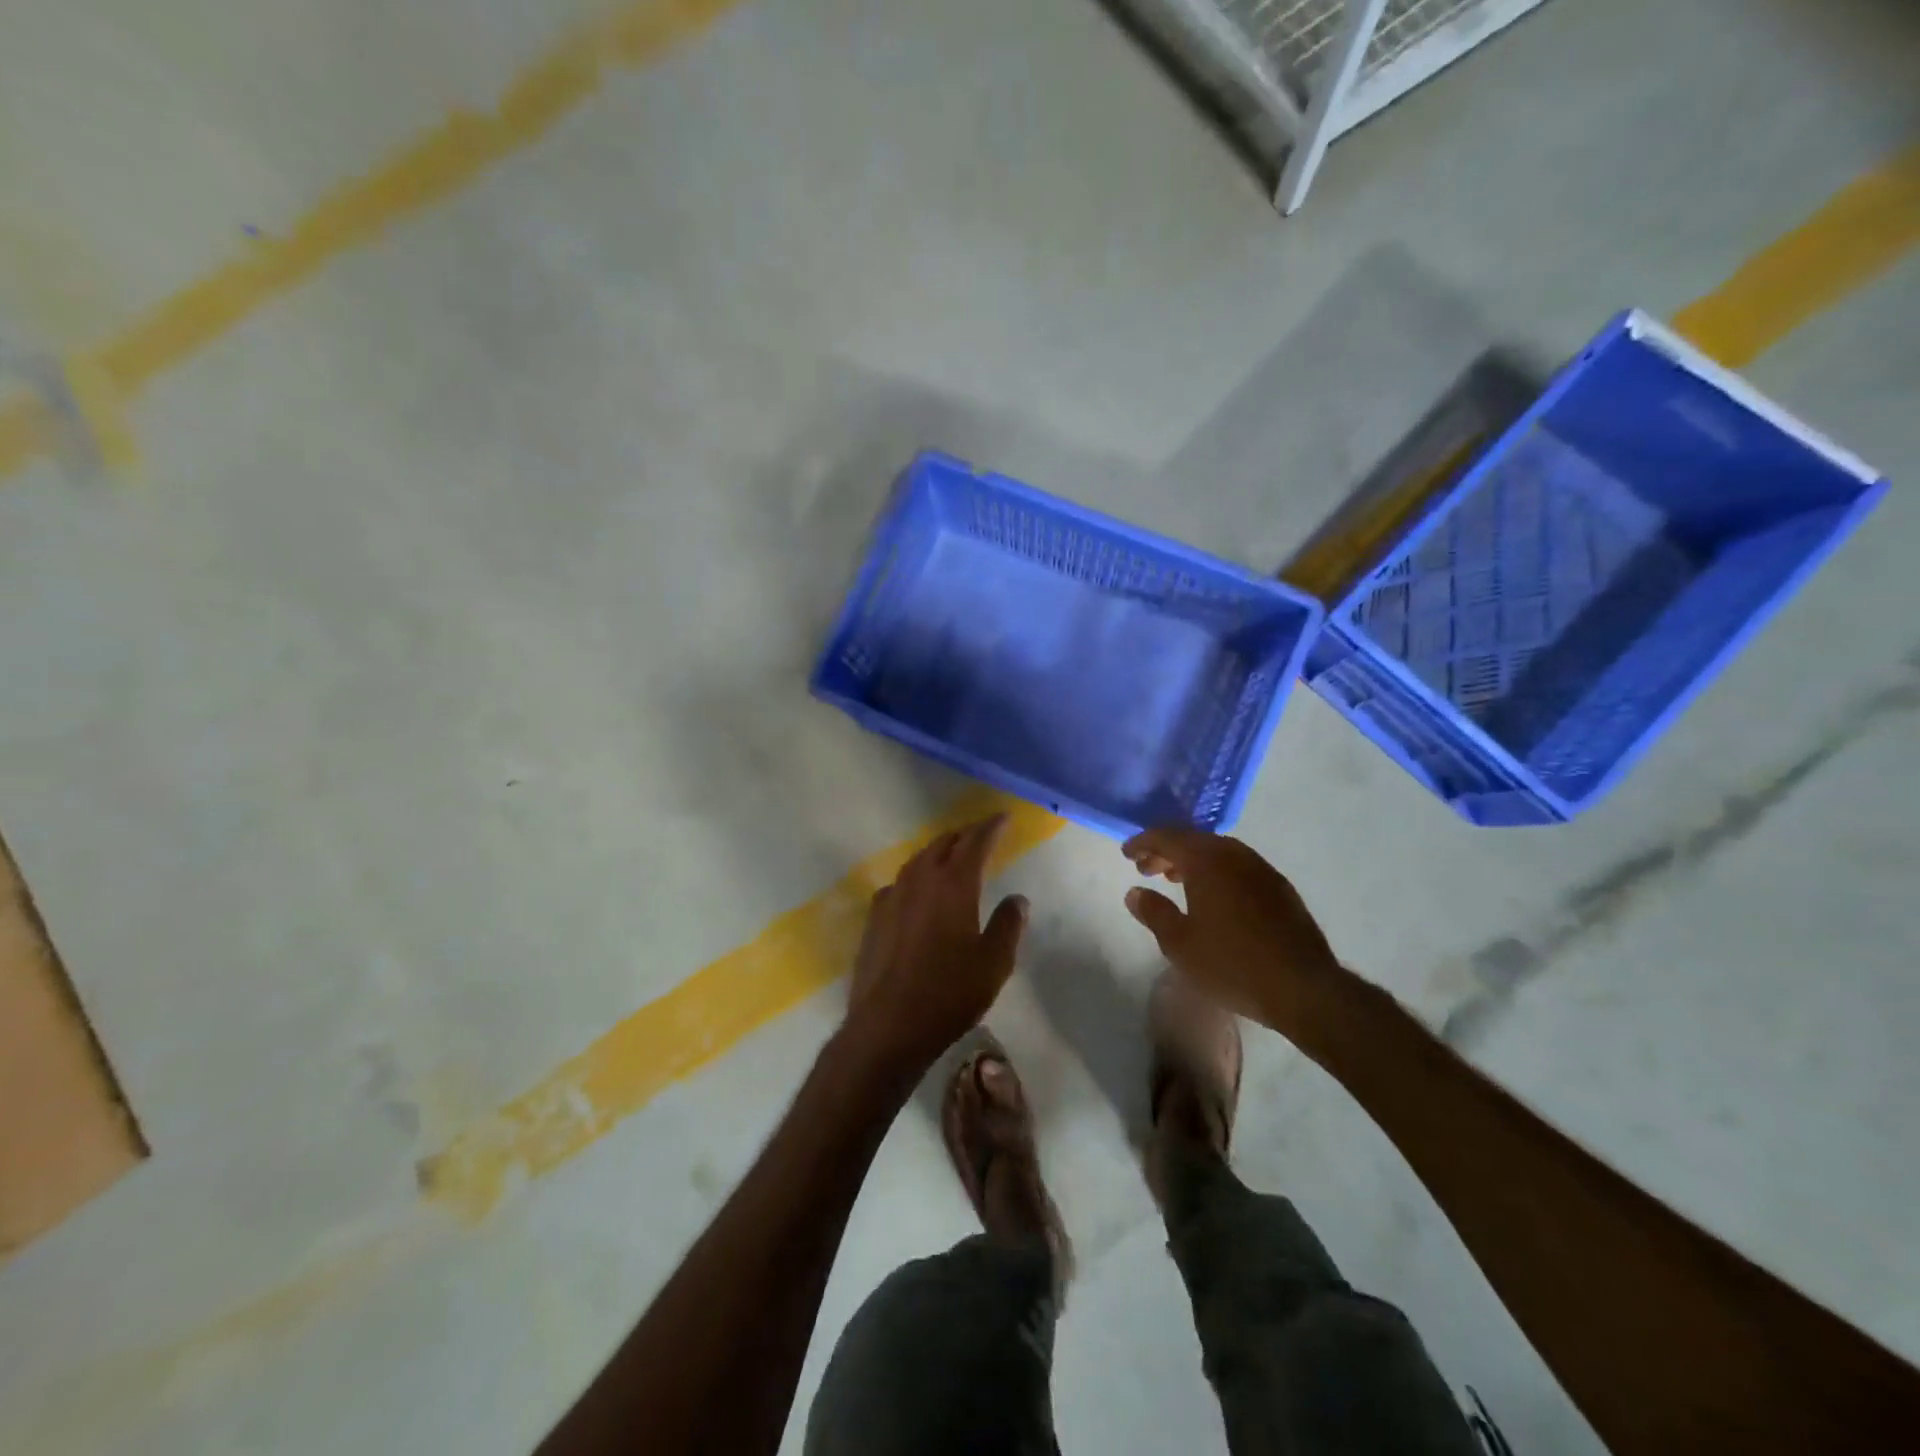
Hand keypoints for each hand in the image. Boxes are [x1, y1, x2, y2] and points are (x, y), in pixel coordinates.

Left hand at [842, 814, 1028, 1077]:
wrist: (888, 1025)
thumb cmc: (949, 993)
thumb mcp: (994, 963)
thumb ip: (1008, 925)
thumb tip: (1017, 899)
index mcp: (954, 885)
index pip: (975, 842)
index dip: (990, 827)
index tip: (1003, 817)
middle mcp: (920, 880)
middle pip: (944, 844)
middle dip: (964, 835)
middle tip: (981, 834)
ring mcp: (892, 896)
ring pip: (918, 860)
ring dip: (938, 851)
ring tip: (952, 854)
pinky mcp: (875, 917)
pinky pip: (900, 883)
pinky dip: (916, 876)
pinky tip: (918, 891)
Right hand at [1122, 828, 1346, 1049]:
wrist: (1303, 988)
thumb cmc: (1232, 964)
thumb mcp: (1180, 944)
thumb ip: (1154, 913)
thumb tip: (1136, 893)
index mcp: (1207, 862)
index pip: (1168, 837)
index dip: (1143, 842)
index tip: (1127, 853)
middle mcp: (1235, 856)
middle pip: (1194, 840)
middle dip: (1167, 850)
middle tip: (1146, 869)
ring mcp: (1262, 870)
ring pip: (1219, 852)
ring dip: (1193, 861)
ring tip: (1177, 880)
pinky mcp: (1280, 889)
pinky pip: (1239, 867)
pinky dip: (1217, 871)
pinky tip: (1214, 896)